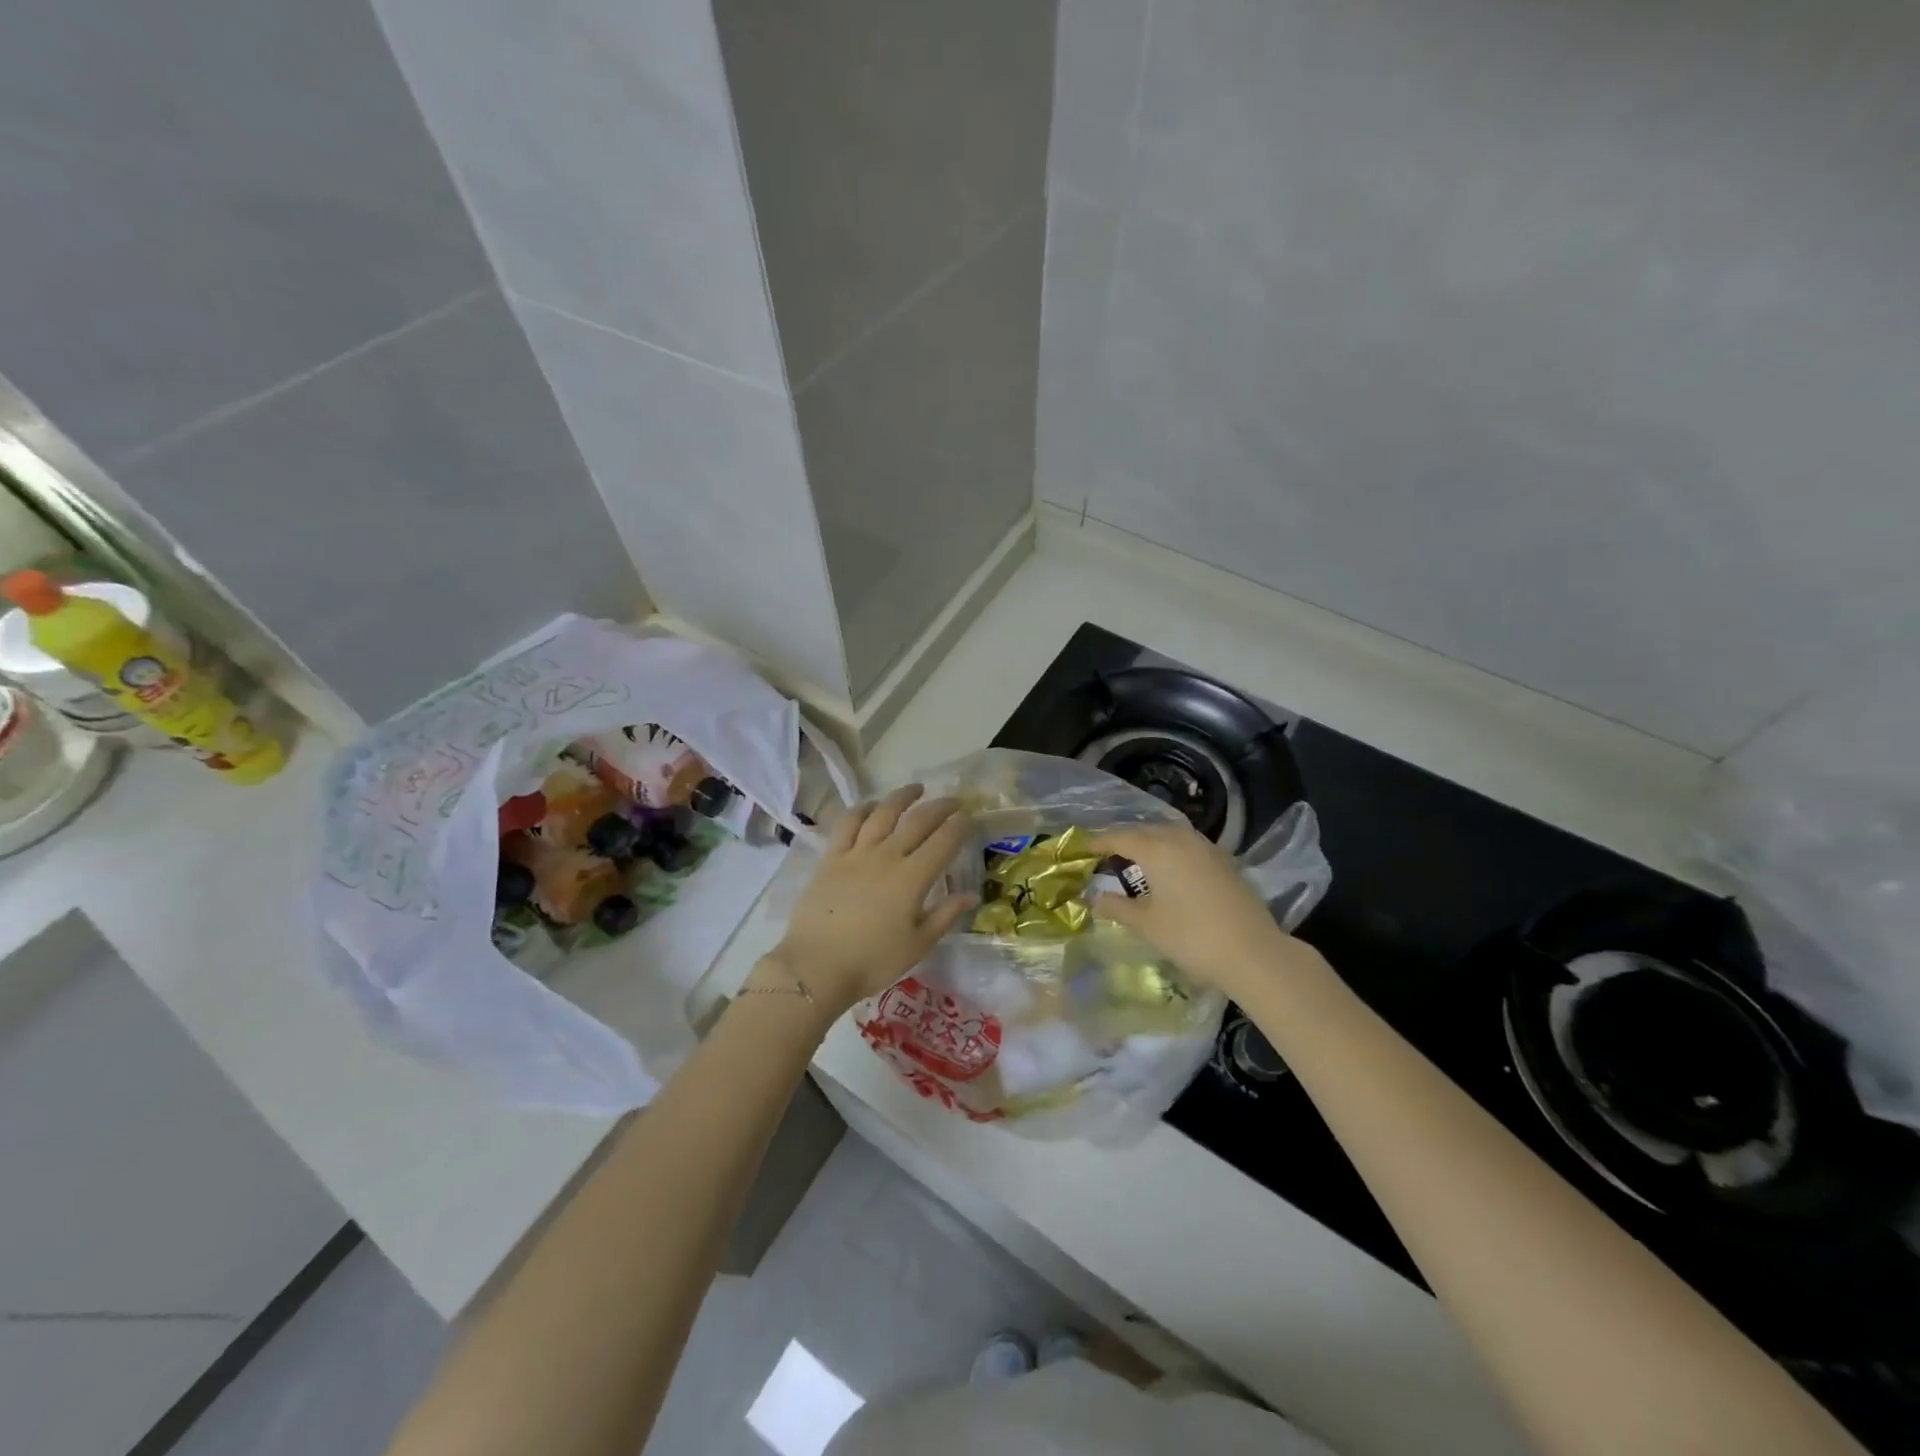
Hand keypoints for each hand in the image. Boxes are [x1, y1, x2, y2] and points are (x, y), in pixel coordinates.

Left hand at [759, 785, 974, 1015]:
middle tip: (953, 801)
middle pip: (918, 821)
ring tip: (916, 789)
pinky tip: (872, 805)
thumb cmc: (873, 961)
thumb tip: (970, 895)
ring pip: (883, 813)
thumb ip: (945, 915)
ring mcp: (856, 853)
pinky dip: (863, 809)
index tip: (969, 818)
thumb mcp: (918, 944)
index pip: (943, 842)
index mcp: (912, 878)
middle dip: (940, 807)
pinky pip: (848, 823)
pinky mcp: (831, 857)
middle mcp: (887, 856)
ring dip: (902, 797)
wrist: (816, 966)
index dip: (959, 826)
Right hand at [1086, 822, 1309, 995]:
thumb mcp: (1146, 925)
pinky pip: (1186, 845)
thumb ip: (1115, 907)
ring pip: (1168, 835)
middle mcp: (1180, 838)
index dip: (1097, 843)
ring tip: (1134, 860)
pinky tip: (1167, 870)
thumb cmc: (1191, 937)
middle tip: (1105, 856)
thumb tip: (1092, 897)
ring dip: (1148, 843)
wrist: (1253, 952)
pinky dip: (1170, 851)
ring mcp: (1205, 847)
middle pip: (1144, 831)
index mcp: (1156, 848)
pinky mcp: (1223, 860)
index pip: (1118, 837)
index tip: (1081, 849)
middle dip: (1123, 841)